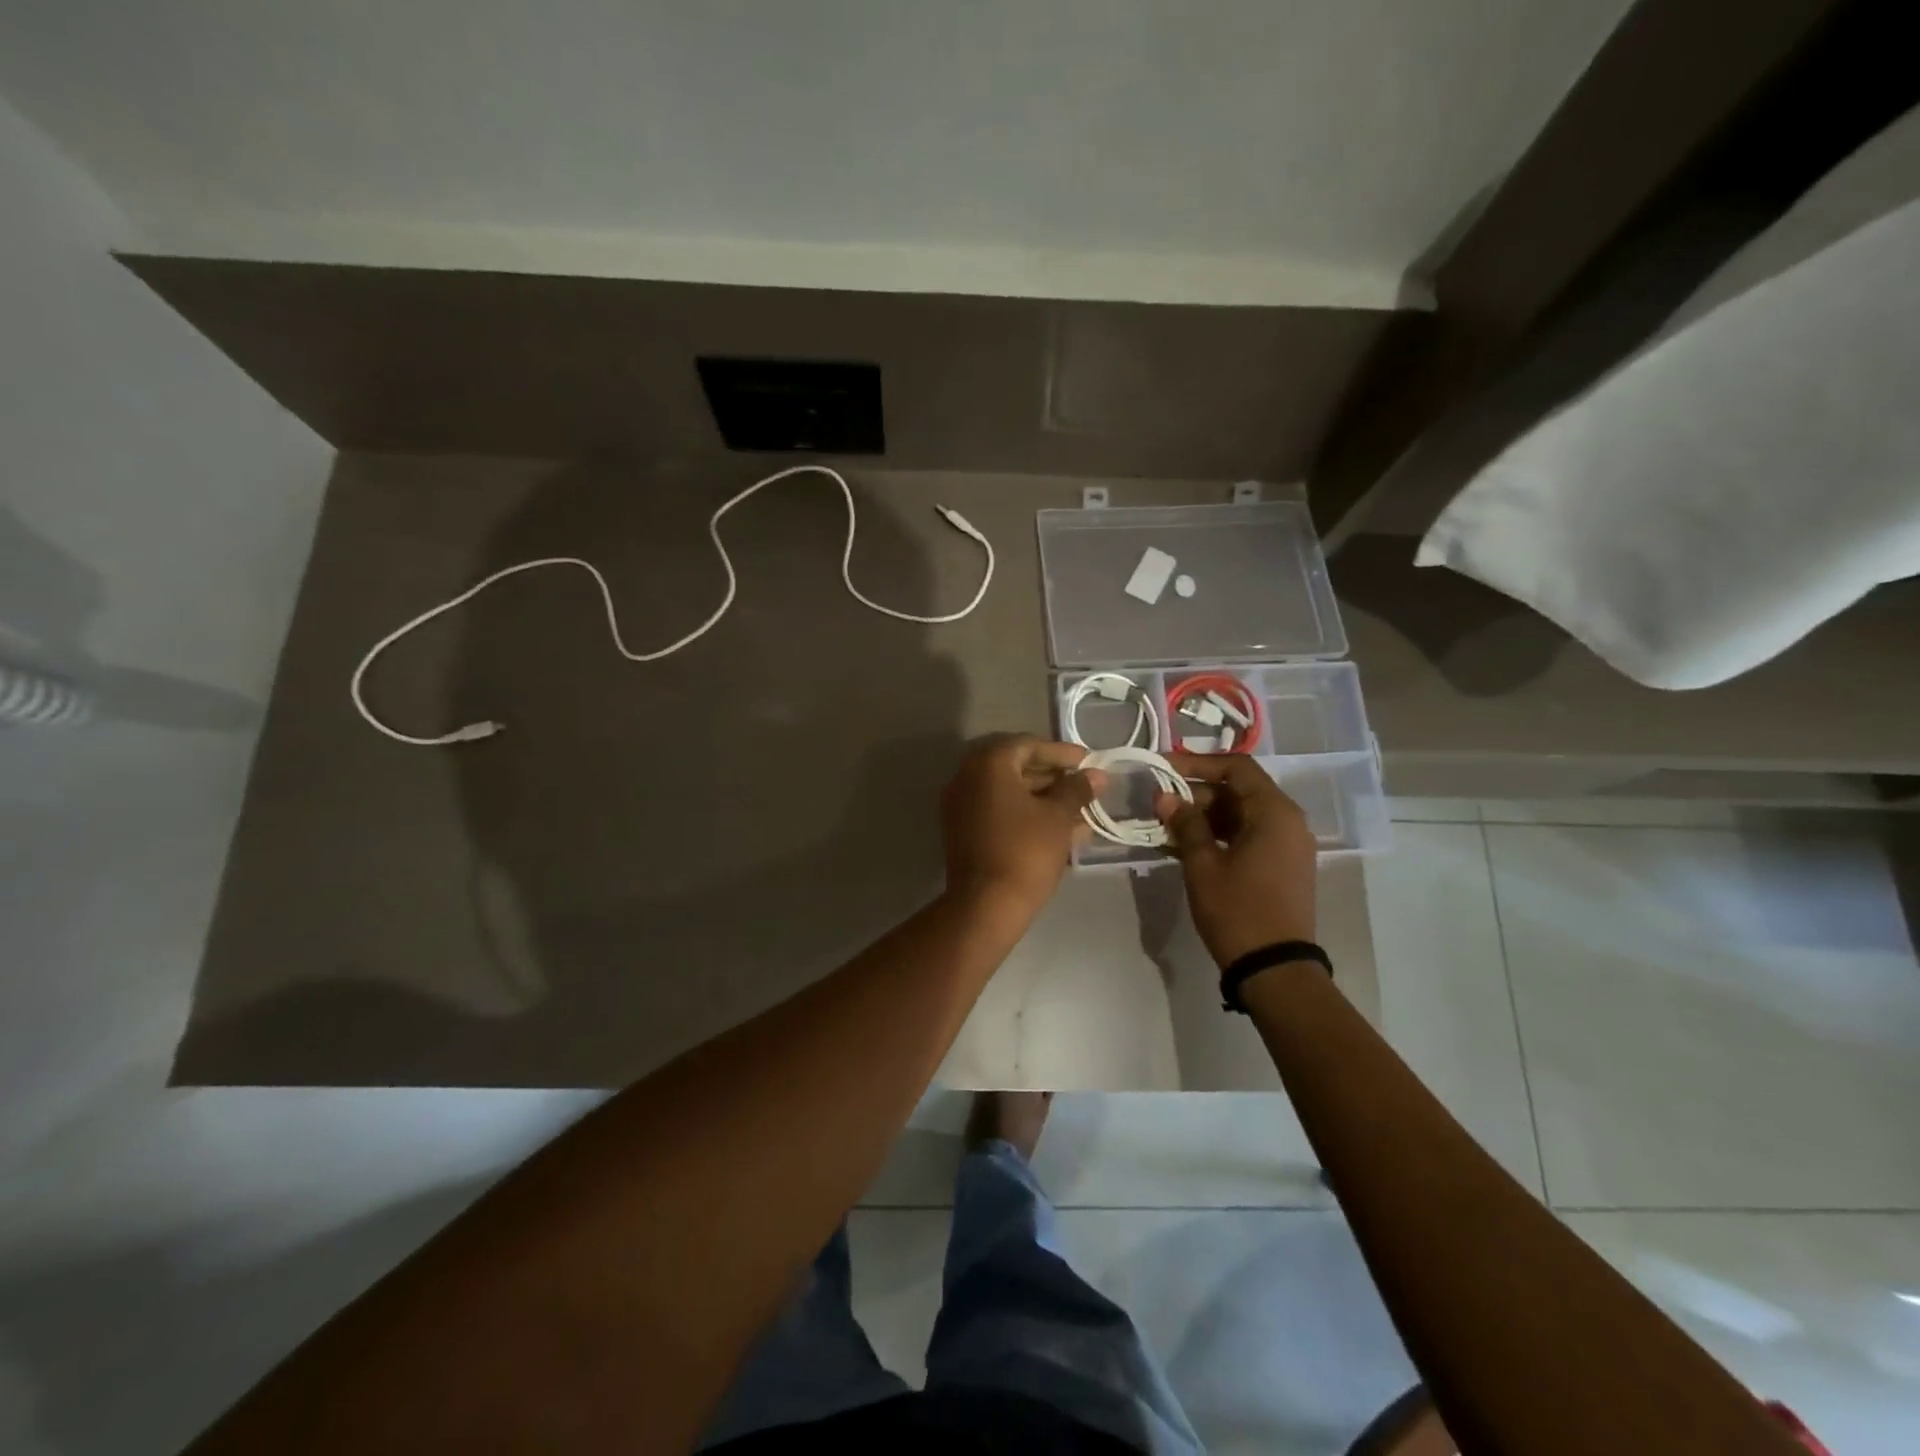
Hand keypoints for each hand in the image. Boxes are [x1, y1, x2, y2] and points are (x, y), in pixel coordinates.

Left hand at [942, 735, 1102, 912]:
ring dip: (1044, 799)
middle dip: (1054, 777)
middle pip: (1016, 767)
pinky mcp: (964, 832)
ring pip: (1009, 793)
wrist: (986, 905)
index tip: (1088, 763)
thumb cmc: (1026, 851)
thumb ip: (1077, 790)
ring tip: (1080, 811)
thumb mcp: (1058, 817)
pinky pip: (999, 812)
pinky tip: (1059, 829)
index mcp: (988, 764)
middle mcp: (967, 778)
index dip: (1061, 753)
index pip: (1028, 745)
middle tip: (1085, 787)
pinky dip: (1027, 815)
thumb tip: (1096, 775)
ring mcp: (961, 806)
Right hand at [1154, 753, 1317, 967]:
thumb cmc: (1237, 910)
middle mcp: (1287, 821)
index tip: (1163, 768)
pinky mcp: (1282, 865)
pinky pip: (1249, 836)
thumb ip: (1185, 824)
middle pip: (1239, 790)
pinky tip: (1186, 847)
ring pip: (1241, 814)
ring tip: (1166, 828)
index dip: (1197, 764)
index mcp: (1274, 812)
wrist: (1275, 968)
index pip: (1236, 767)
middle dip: (1197, 794)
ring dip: (1205, 816)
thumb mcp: (1203, 864)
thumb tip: (1165, 797)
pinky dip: (1219, 835)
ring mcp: (1288, 845)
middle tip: (1159, 805)